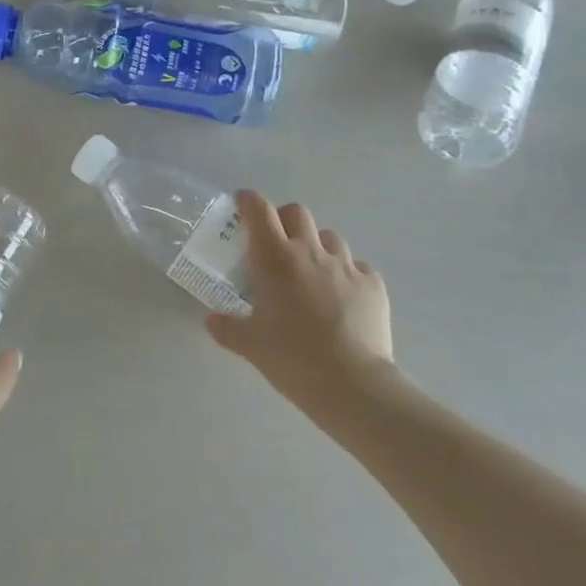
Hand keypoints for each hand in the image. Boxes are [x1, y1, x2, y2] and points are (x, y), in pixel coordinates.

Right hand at [205, 191, 393, 406]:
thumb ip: (226, 327)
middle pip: (297, 213)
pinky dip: (346, 274)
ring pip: (329, 237)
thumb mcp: (249, 345)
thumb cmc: (292, 358)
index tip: (242, 204)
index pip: (260, 210)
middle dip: (284, 219)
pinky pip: (357, 267)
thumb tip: (212, 319)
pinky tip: (342, 296)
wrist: (353, 385)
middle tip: (276, 241)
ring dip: (316, 245)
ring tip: (311, 271)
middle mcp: (310, 252)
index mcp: (275, 258)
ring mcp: (346, 266)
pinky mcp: (373, 285)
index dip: (249, 200)